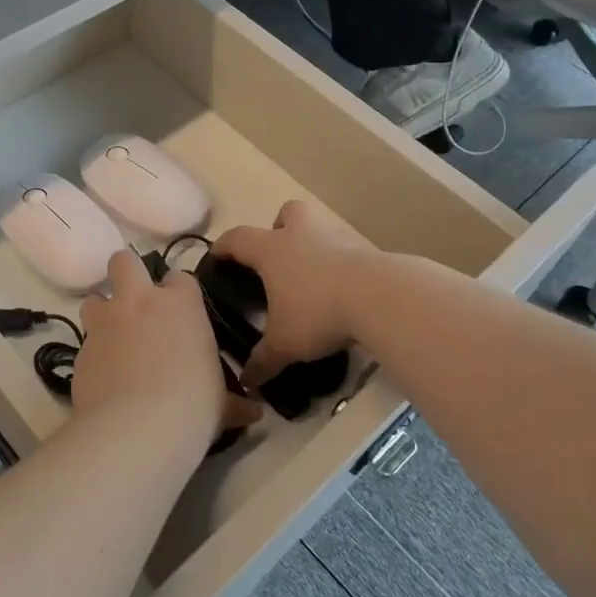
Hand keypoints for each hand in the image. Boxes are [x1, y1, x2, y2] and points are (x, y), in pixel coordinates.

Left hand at [75, 251, 257, 438]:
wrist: (137, 429)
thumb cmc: (193, 406)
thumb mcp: (223, 403)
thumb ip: (235, 401)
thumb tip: (255, 414)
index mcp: (181, 304)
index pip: (180, 278)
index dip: (178, 294)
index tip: (182, 315)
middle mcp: (139, 301)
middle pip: (124, 262)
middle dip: (127, 276)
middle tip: (137, 305)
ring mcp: (105, 323)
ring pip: (94, 299)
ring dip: (103, 313)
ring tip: (114, 340)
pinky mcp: (79, 350)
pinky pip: (85, 342)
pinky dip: (94, 354)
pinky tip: (104, 378)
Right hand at [212, 200, 376, 389]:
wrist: (379, 297)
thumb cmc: (317, 312)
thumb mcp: (285, 344)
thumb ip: (262, 361)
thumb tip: (246, 382)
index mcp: (271, 250)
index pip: (238, 238)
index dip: (224, 246)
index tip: (217, 255)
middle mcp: (301, 233)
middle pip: (286, 214)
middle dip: (279, 228)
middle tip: (278, 256)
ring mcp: (336, 236)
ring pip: (318, 225)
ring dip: (313, 242)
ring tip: (312, 274)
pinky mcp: (365, 247)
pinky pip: (345, 248)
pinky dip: (340, 262)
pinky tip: (342, 287)